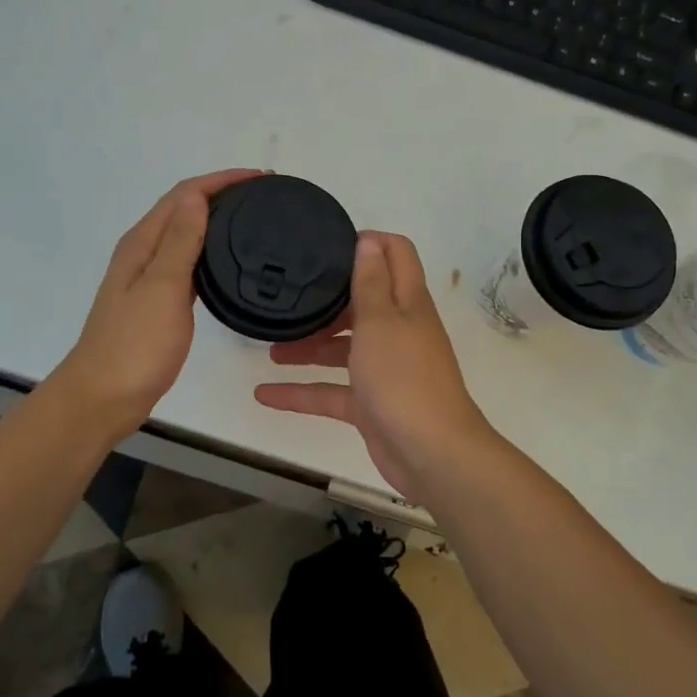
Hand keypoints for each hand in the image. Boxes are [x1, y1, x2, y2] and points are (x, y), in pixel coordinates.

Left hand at [52, 169, 261, 436]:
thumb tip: (198, 196)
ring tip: (255, 221)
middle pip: (184, 209)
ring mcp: (149, 278)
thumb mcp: (162, 288)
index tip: (261, 178)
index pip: (184, 195)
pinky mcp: (158, 302)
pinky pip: (188, 263)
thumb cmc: (134, 344)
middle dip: (222, 194)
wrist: (103, 398)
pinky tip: (229, 263)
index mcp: (142, 243)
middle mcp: (144, 253)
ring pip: (187, 235)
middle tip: (265, 196)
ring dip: (217, 220)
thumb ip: (180, 242)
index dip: (221, 180)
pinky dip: (210, 252)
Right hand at [255, 231, 497, 503]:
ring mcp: (385, 369)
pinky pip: (331, 391)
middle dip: (328, 300)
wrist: (432, 454)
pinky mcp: (371, 404)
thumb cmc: (403, 378)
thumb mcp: (381, 321)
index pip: (397, 255)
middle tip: (290, 296)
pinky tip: (265, 395)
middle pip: (363, 303)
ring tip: (271, 347)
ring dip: (309, 346)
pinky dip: (301, 392)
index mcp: (408, 303)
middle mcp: (399, 330)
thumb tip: (369, 241)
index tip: (328, 244)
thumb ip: (370, 283)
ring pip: (343, 348)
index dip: (369, 242)